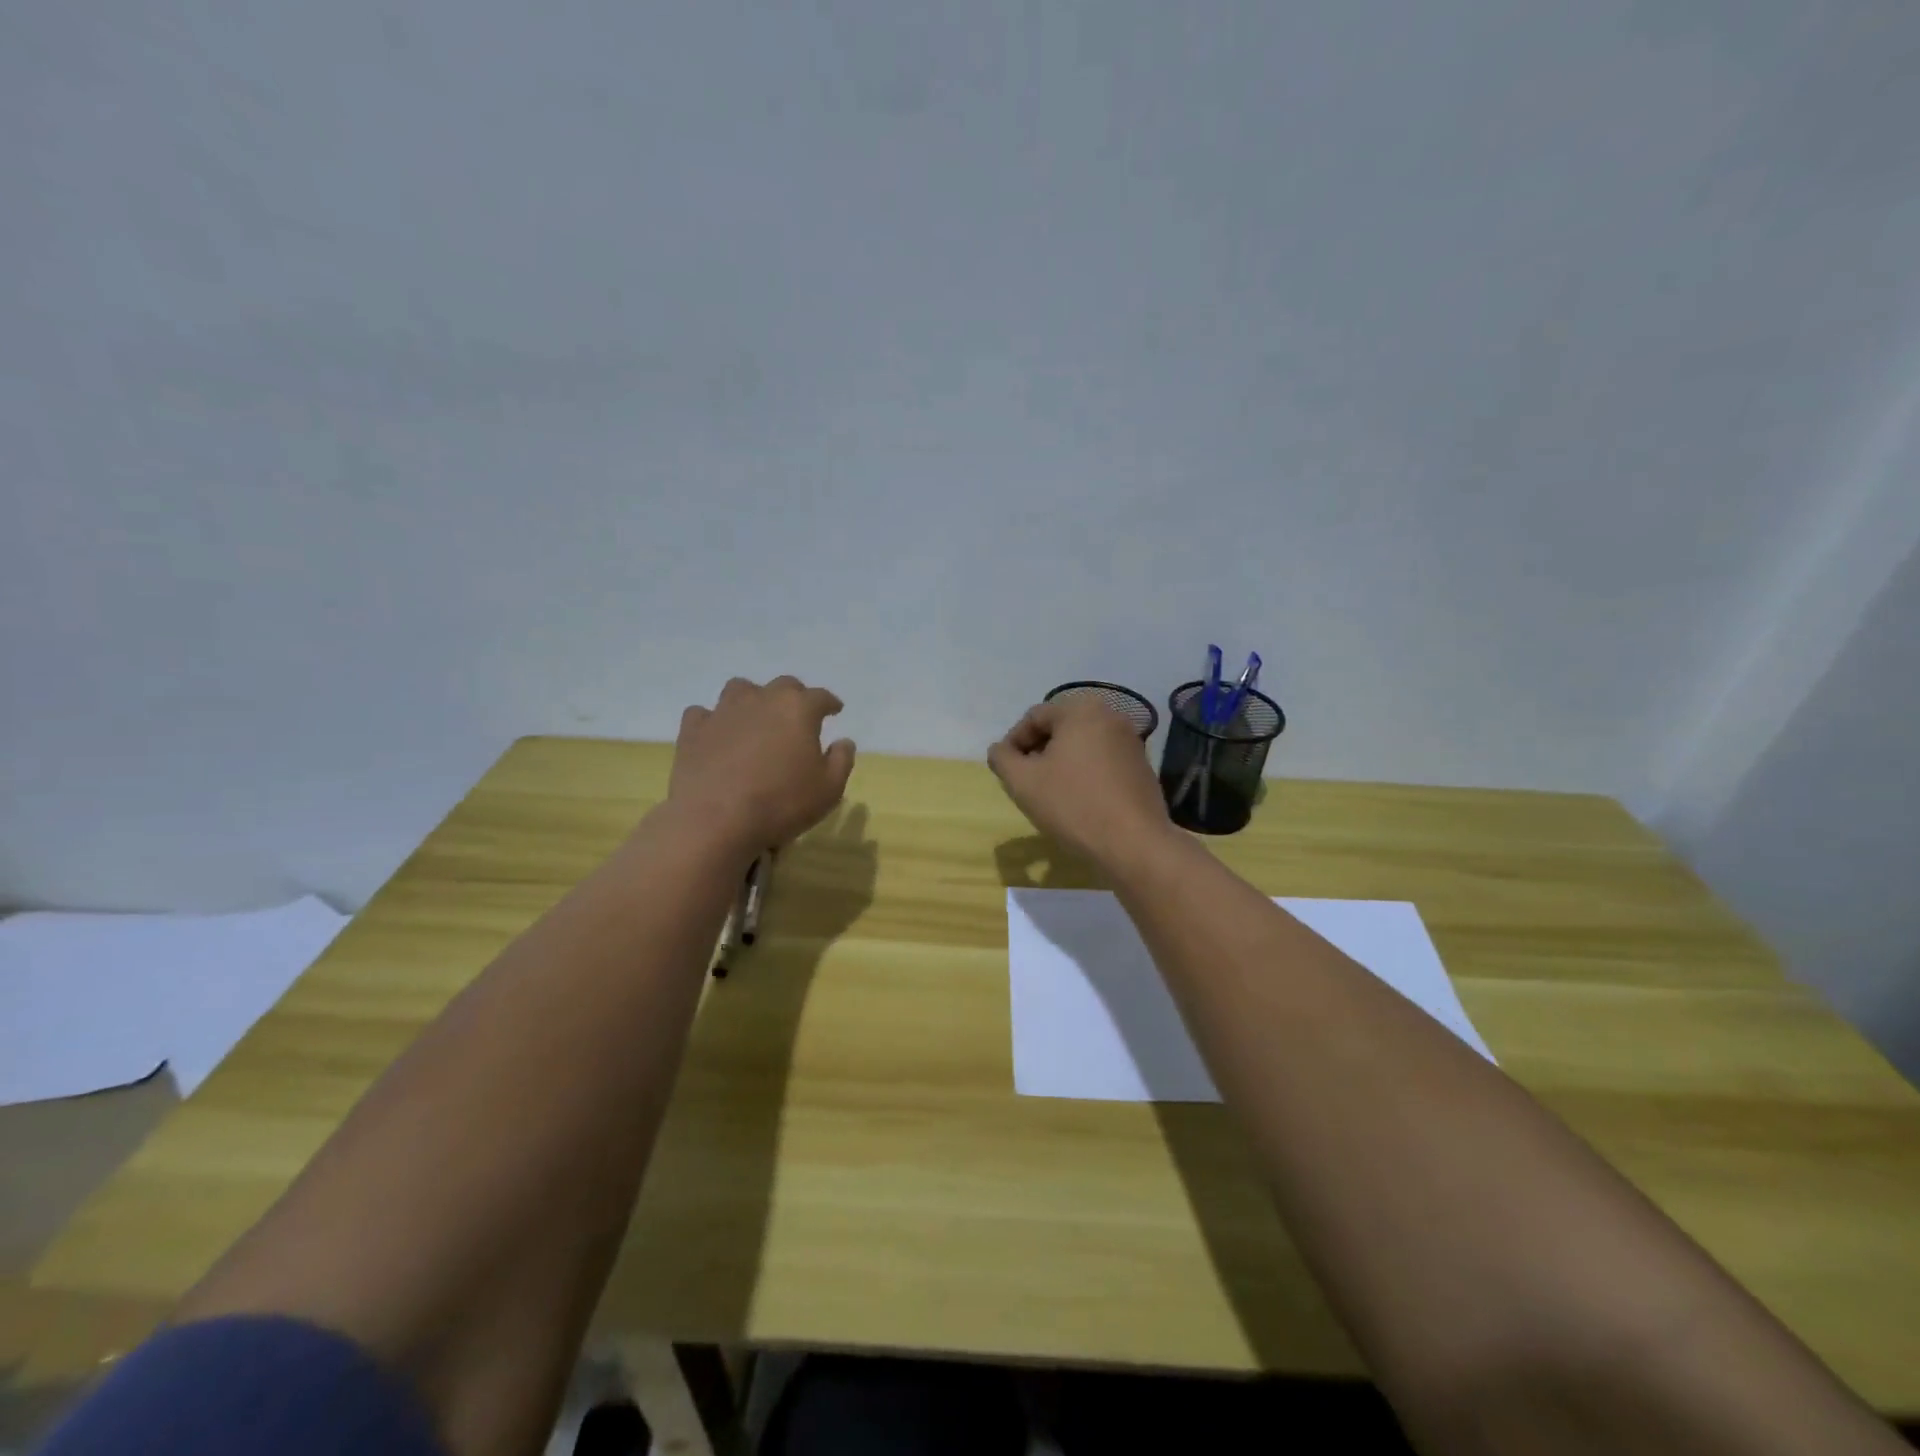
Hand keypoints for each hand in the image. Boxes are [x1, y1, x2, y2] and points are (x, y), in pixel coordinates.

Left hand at [670, 676, 855, 853]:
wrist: (715, 819)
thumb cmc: (781, 803)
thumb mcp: (829, 789)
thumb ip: (841, 760)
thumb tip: (843, 741)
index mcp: (798, 709)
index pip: (821, 696)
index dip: (830, 703)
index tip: (835, 710)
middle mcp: (761, 699)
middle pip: (783, 685)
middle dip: (794, 696)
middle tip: (797, 715)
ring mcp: (723, 711)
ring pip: (740, 689)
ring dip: (753, 698)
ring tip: (756, 717)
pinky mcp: (693, 730)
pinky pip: (703, 713)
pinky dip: (713, 720)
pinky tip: (717, 734)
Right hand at [988, 698, 1172, 863]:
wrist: (1134, 844)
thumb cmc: (1073, 805)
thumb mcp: (1023, 782)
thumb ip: (1002, 758)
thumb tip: (1000, 750)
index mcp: (1081, 710)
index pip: (1034, 718)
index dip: (1013, 744)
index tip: (1005, 772)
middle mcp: (1111, 715)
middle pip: (1060, 728)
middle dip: (1038, 753)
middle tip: (1025, 782)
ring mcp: (1131, 741)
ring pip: (1082, 745)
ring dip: (1060, 764)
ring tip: (1049, 794)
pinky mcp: (1142, 766)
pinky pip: (1102, 761)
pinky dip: (1084, 773)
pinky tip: (1078, 801)